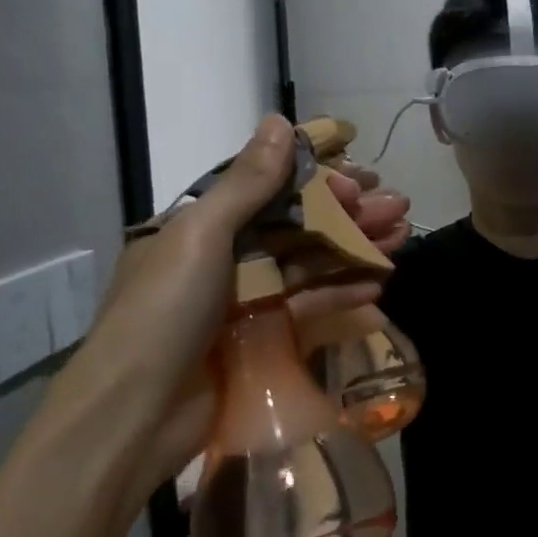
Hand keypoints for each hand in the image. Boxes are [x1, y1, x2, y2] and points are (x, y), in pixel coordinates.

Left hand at [28, 116, 404, 517]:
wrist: (134, 416)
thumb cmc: (163, 312)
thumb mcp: (201, 235)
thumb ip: (247, 182)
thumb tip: (278, 120)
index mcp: (201, 224)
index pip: (269, 187)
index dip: (318, 177)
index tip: (361, 175)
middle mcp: (224, 256)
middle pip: (299, 224)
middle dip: (350, 212)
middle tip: (399, 205)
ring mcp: (244, 299)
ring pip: (311, 263)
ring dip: (356, 248)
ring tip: (403, 235)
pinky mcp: (263, 338)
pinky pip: (309, 306)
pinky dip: (343, 294)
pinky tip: (379, 285)